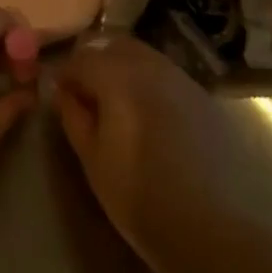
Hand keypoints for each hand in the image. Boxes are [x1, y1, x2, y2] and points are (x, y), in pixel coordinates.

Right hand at [55, 36, 232, 272]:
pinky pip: (167, 76)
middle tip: (87, 95)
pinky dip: (150, 83)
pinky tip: (148, 116)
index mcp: (118, 77)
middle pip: (115, 46)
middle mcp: (152, 66)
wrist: (211, 226)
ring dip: (124, 70)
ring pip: (145, 57)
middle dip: (96, 62)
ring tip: (117, 106)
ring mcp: (182, 79)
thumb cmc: (139, 195)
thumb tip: (65, 93)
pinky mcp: (204, 97)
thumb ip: (74, 116)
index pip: (82, 59)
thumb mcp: (92, 159)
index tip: (60, 94)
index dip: (66, 74)